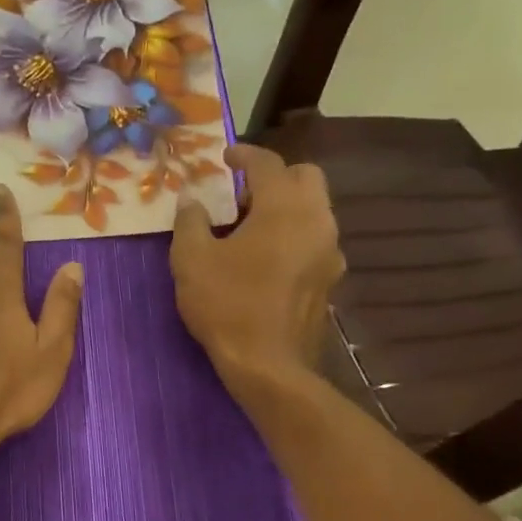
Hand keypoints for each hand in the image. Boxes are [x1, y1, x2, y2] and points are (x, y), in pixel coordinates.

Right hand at [171, 143, 343, 391]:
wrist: (269, 366)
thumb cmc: (227, 306)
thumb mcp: (191, 260)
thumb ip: (191, 220)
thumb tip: (192, 199)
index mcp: (285, 207)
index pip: (267, 162)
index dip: (243, 154)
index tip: (224, 158)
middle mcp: (317, 220)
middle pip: (304, 178)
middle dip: (274, 177)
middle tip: (240, 197)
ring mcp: (330, 251)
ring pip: (313, 210)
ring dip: (285, 208)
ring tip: (249, 230)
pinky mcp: (330, 279)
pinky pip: (313, 240)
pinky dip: (292, 236)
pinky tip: (265, 260)